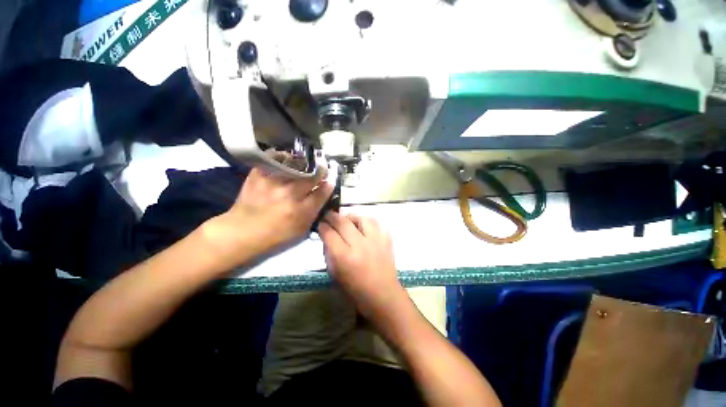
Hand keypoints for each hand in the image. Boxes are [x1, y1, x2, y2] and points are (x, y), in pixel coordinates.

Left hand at [204, 153, 332, 267]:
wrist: (242, 231)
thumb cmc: (275, 234)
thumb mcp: (301, 229)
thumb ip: (314, 212)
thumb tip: (322, 195)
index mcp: (301, 210)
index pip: (323, 191)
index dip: (330, 182)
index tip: (332, 177)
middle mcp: (289, 194)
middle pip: (312, 175)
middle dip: (321, 169)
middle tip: (323, 165)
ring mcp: (273, 183)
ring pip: (295, 164)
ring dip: (304, 161)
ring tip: (307, 160)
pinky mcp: (258, 175)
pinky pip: (274, 158)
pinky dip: (282, 156)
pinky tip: (287, 158)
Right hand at [318, 212, 405, 320]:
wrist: (382, 295)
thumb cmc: (354, 290)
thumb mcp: (334, 274)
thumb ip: (329, 252)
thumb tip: (327, 236)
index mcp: (344, 257)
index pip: (329, 233)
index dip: (322, 226)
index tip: (320, 224)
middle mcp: (360, 245)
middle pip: (343, 222)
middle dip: (332, 216)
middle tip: (328, 216)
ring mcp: (375, 241)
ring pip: (361, 218)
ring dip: (351, 217)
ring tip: (347, 220)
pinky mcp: (386, 240)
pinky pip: (376, 223)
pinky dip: (367, 222)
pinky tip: (363, 226)